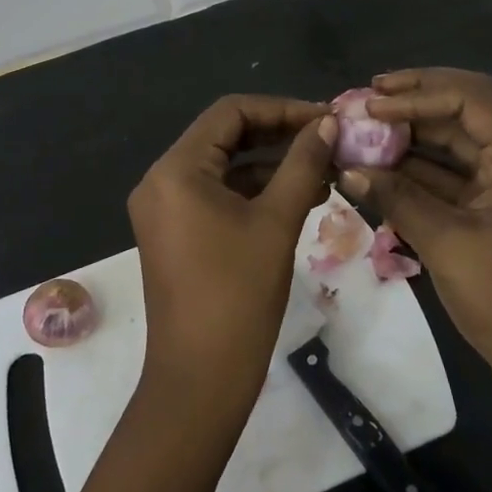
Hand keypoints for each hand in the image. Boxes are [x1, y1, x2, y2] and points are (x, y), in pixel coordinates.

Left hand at [126, 96, 336, 424]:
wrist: (200, 382)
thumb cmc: (238, 295)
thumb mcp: (277, 222)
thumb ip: (303, 164)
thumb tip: (328, 123)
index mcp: (177, 169)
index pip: (230, 112)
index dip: (281, 109)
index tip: (325, 119)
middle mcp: (162, 180)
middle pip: (225, 136)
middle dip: (279, 135)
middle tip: (329, 140)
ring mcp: (166, 208)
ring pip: (225, 167)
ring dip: (272, 165)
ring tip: (325, 170)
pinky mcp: (176, 232)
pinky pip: (218, 195)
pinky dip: (255, 192)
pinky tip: (300, 198)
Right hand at [339, 69, 491, 403]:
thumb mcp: (446, 243)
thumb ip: (396, 198)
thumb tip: (347, 169)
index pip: (472, 99)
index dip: (421, 92)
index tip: (375, 102)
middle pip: (465, 110)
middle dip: (416, 99)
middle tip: (368, 97)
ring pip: (454, 142)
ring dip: (411, 134)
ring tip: (365, 128)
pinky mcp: (487, 210)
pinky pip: (448, 175)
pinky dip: (415, 168)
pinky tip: (378, 168)